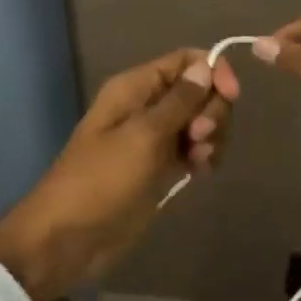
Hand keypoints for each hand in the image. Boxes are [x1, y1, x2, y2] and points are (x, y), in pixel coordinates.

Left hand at [0, 49, 240, 300]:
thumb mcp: (143, 136)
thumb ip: (179, 101)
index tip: (231, 96)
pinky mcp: (160, 167)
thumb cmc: (102, 180)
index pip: (186, 61)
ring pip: (200, 121)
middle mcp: (147, 106)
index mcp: (135, 87)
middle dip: (212, 110)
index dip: (213, 71)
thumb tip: (207, 65)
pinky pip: (193, 149)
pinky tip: (200, 172)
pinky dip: (204, 156)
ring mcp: (155, 138)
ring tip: (199, 160)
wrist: (69, 239)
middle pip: (199, 90)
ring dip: (211, 136)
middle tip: (200, 137)